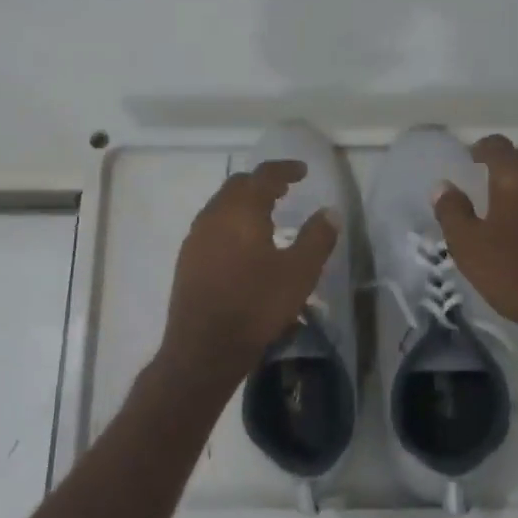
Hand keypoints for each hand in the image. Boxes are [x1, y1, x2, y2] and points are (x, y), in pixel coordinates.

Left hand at [160, 160, 338, 378]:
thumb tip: (329, 211)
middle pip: (238, 186)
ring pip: (222, 206)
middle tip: (285, 190)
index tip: (302, 171)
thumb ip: (317, 238)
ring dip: (245, 203)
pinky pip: (212, 227)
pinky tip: (243, 245)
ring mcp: (196, 238)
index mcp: (241, 211)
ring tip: (266, 215)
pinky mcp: (187, 260)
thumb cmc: (256, 305)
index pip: (264, 175)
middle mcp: (213, 215)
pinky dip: (231, 223)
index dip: (284, 169)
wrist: (203, 348)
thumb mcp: (299, 273)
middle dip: (262, 183)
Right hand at [433, 135, 517, 352]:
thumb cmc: (516, 274)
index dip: (480, 150)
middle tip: (489, 190)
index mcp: (517, 174)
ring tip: (517, 211)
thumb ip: (452, 211)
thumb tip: (443, 186)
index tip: (470, 164)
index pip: (496, 145)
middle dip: (507, 169)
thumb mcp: (468, 247)